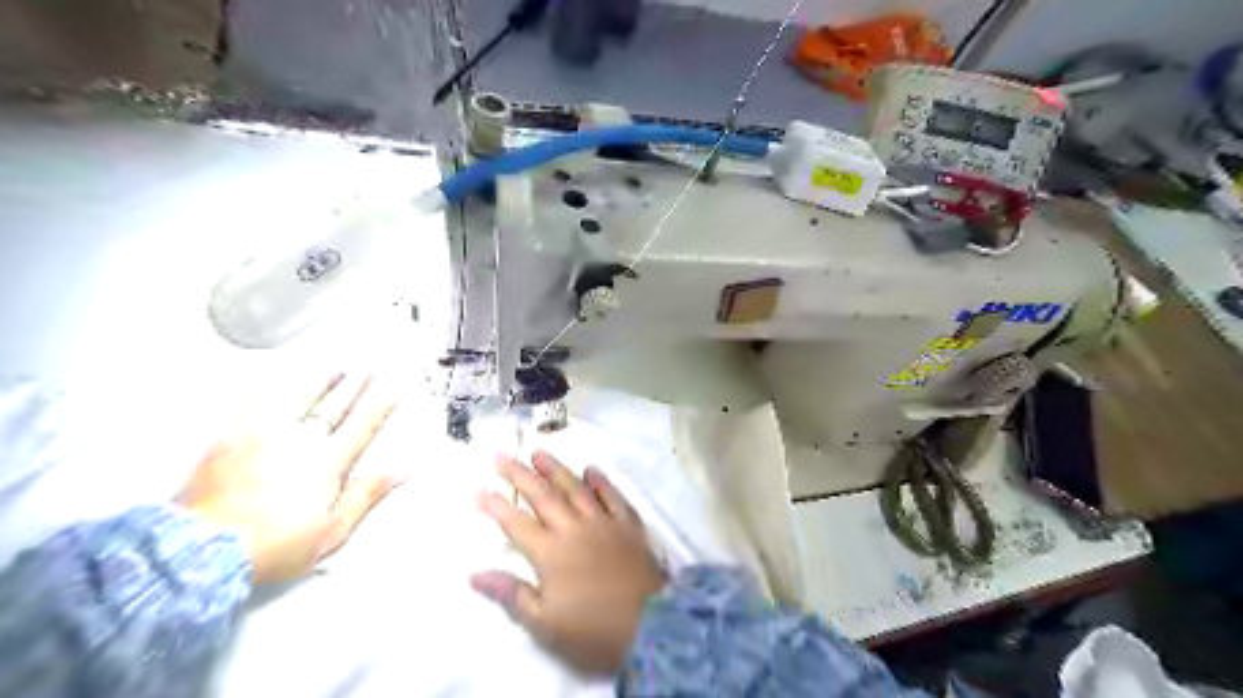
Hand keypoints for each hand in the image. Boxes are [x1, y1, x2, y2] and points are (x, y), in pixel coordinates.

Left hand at [181, 375, 401, 582]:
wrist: (198, 553)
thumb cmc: (270, 547)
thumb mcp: (331, 531)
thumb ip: (366, 496)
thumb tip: (400, 472)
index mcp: (327, 463)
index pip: (361, 427)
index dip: (379, 408)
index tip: (391, 392)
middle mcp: (299, 442)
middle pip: (333, 406)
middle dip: (353, 386)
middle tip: (365, 369)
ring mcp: (262, 436)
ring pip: (297, 398)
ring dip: (318, 381)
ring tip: (331, 368)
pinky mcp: (229, 440)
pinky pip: (257, 404)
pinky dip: (273, 390)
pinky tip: (278, 383)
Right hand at [472, 454, 664, 674]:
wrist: (651, 625)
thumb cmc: (592, 629)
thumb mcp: (545, 623)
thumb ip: (511, 594)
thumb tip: (475, 574)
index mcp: (551, 553)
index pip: (516, 523)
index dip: (496, 506)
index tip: (479, 490)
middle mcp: (574, 528)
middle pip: (542, 496)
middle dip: (520, 475)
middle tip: (501, 455)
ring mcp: (603, 522)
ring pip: (575, 488)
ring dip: (556, 469)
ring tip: (540, 452)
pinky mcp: (628, 524)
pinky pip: (612, 496)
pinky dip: (601, 482)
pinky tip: (592, 469)